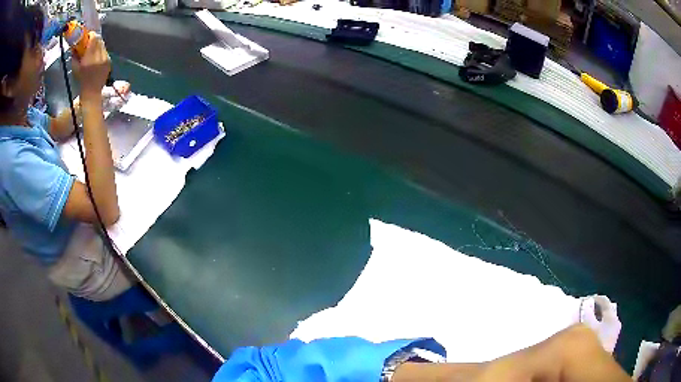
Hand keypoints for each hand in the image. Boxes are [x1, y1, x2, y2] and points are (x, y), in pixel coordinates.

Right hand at [73, 32, 110, 98]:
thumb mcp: (75, 68)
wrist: (92, 92)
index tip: (88, 36)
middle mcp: (98, 57)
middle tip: (90, 41)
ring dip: (98, 45)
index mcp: (89, 59)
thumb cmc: (81, 81)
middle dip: (95, 39)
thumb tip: (74, 46)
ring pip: (103, 45)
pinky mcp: (109, 61)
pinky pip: (105, 52)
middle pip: (99, 40)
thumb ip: (75, 56)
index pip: (93, 39)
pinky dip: (101, 52)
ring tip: (93, 50)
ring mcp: (105, 59)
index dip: (91, 35)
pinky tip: (97, 58)